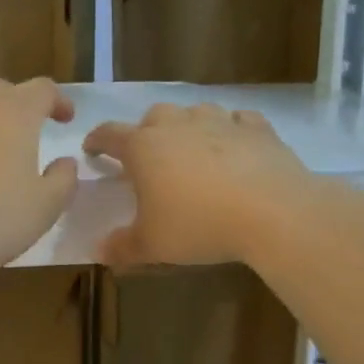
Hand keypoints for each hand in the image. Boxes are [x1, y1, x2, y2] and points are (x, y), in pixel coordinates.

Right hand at [83, 103, 311, 267]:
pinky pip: (238, 121)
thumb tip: (99, 250)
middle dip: (146, 133)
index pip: (109, 135)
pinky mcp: (256, 128)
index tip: (92, 149)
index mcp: (143, 147)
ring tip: (193, 151)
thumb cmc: (199, 225)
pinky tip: (236, 148)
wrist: (271, 212)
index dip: (97, 141)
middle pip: (153, 117)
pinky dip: (232, 131)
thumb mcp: (153, 244)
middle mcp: (177, 124)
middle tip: (150, 158)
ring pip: (195, 113)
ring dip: (188, 127)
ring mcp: (219, 121)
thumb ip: (123, 246)